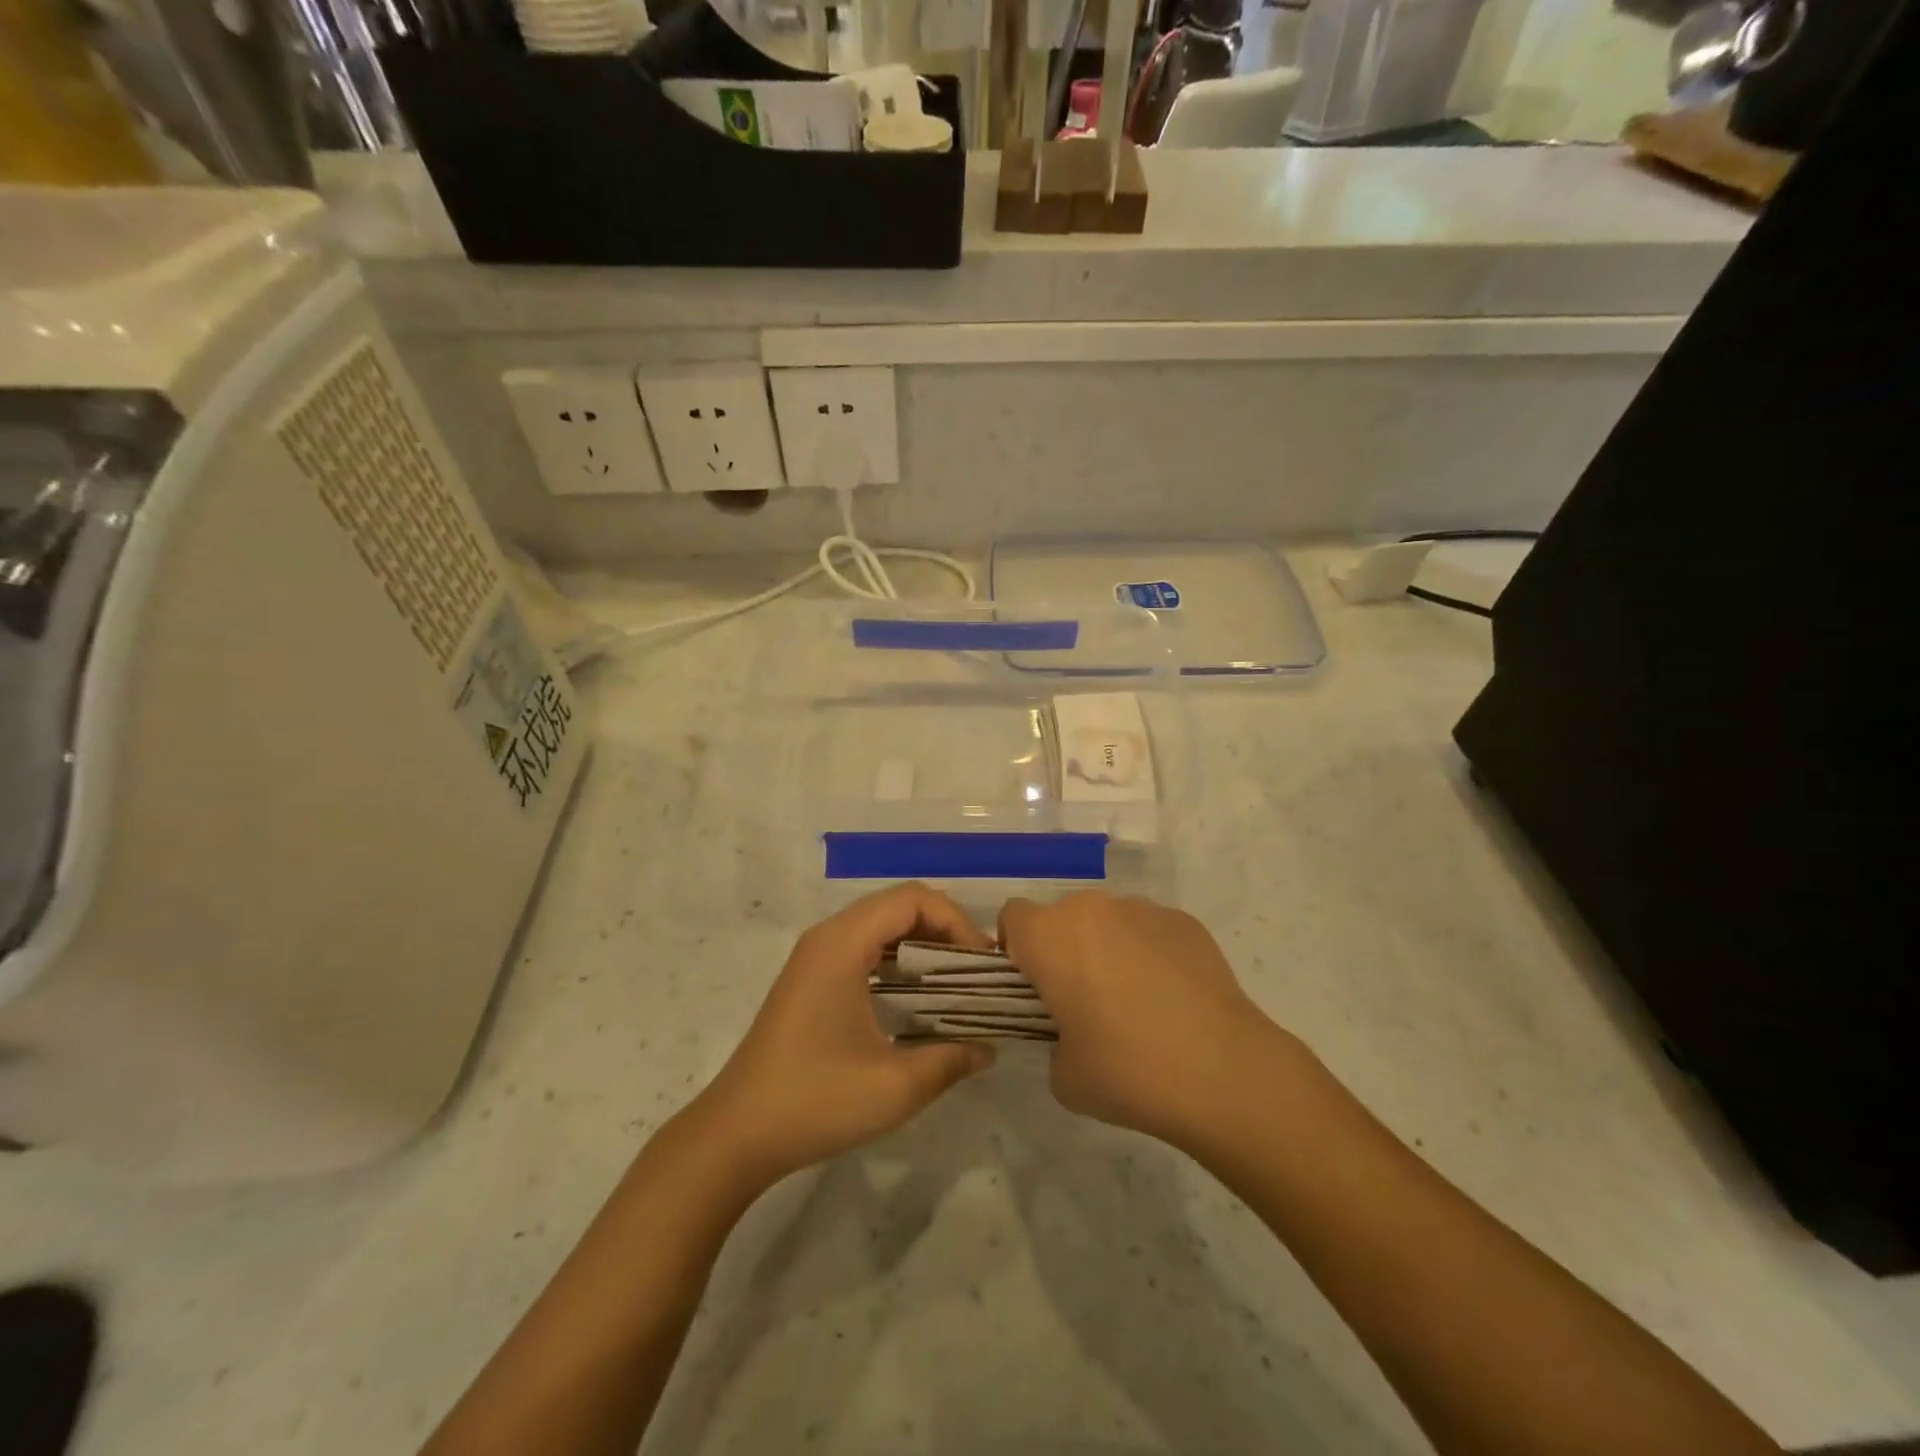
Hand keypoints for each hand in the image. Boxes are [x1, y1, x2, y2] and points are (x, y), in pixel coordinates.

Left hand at [694, 884, 996, 1188]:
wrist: (736, 1134)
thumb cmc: (815, 1101)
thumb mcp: (895, 1086)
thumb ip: (951, 1059)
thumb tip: (988, 1047)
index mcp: (843, 944)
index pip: (912, 899)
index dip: (955, 921)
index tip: (982, 963)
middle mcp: (828, 937)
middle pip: (898, 906)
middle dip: (944, 930)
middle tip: (976, 972)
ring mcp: (815, 958)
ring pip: (881, 927)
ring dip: (922, 945)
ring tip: (955, 983)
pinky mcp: (811, 980)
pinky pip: (864, 949)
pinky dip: (898, 961)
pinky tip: (916, 1000)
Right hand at [999, 891, 1289, 1147]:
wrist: (1222, 1071)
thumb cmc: (1127, 1072)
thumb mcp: (1064, 1075)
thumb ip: (1052, 1039)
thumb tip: (1073, 1032)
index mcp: (1050, 937)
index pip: (1013, 918)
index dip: (1016, 949)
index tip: (1033, 987)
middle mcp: (1091, 909)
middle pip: (1062, 916)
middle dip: (1064, 948)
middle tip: (1083, 999)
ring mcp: (1142, 910)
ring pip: (1107, 920)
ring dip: (1107, 947)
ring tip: (1136, 999)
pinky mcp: (1184, 921)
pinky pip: (1149, 929)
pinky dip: (1149, 951)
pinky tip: (1172, 996)